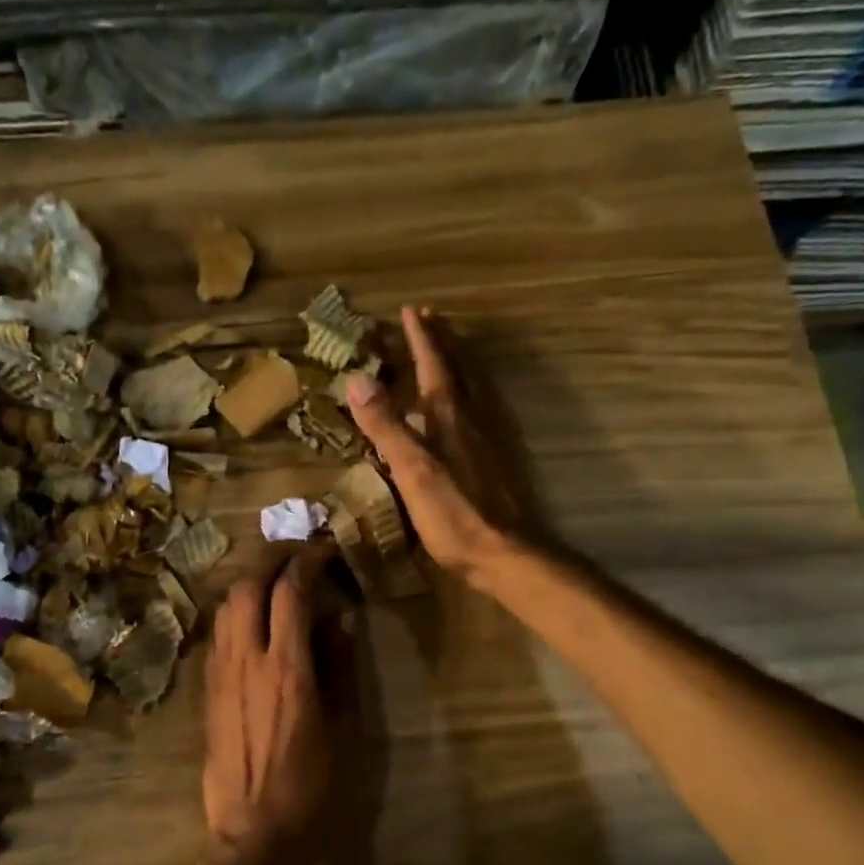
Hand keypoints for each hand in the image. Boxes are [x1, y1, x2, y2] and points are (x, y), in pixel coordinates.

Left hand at [200, 547, 345, 864]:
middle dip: (273, 559)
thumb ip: (340, 666)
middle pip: (248, 586)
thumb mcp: (343, 726)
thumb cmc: (312, 785)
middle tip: (299, 555)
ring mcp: (219, 673)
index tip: (326, 550)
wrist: (255, 833)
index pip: (291, 591)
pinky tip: (254, 620)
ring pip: (226, 606)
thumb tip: (341, 619)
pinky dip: (236, 610)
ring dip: (250, 581)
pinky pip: (217, 633)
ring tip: (276, 580)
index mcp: (287, 668)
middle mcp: (246, 660)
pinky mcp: (206, 689)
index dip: (308, 561)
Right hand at [345, 305, 522, 582]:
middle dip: (444, 342)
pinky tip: (468, 408)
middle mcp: (473, 421)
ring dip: (460, 362)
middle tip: (433, 316)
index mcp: (450, 418)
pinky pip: (481, 410)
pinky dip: (470, 393)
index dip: (422, 340)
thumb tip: (358, 380)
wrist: (505, 554)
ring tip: (450, 348)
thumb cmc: (454, 515)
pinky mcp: (497, 462)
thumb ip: (386, 427)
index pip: (433, 368)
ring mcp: (489, 441)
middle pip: (459, 370)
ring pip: (474, 388)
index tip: (412, 310)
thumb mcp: (412, 471)